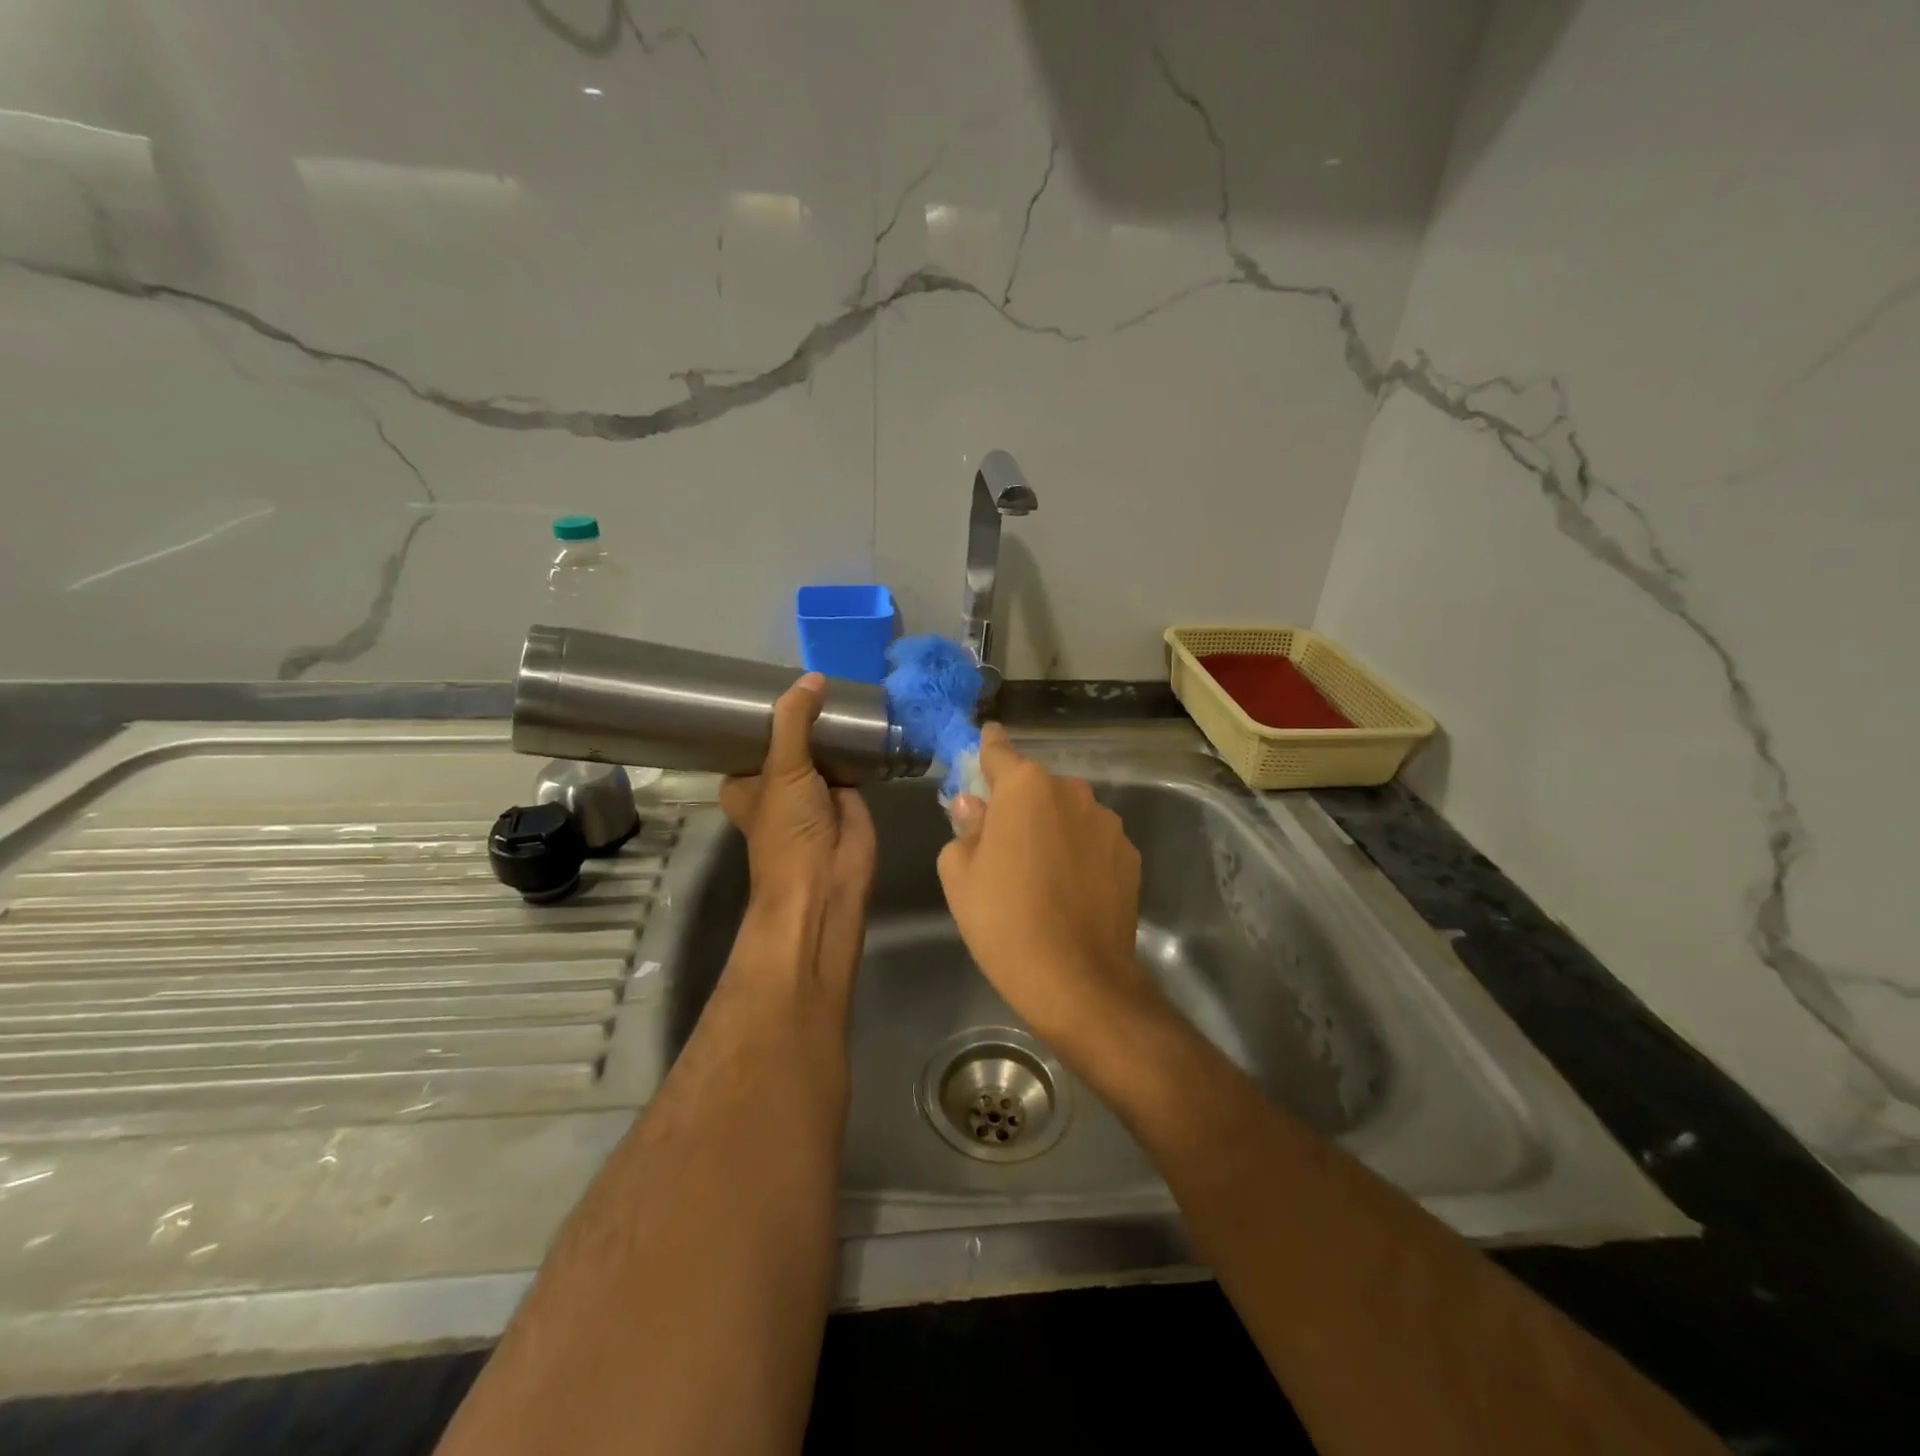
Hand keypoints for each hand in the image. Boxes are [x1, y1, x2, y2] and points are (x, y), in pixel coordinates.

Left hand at [720, 674, 875, 992]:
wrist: (828, 879)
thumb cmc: (787, 829)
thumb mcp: (782, 768)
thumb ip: (794, 720)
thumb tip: (813, 677)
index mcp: (745, 780)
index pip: (749, 735)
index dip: (760, 709)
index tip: (770, 675)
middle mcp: (776, 781)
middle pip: (788, 736)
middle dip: (800, 711)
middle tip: (813, 670)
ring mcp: (813, 786)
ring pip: (820, 745)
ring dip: (830, 724)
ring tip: (843, 683)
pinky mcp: (847, 791)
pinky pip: (851, 758)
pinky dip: (857, 741)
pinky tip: (866, 712)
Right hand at [938, 725, 1148, 1038]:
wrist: (1076, 980)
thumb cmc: (1004, 921)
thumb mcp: (960, 875)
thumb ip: (966, 828)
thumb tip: (975, 806)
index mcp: (1025, 788)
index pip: (999, 751)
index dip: (988, 746)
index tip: (986, 738)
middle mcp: (1072, 792)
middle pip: (1036, 787)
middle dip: (1019, 803)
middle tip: (1003, 843)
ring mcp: (1107, 823)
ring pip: (1068, 814)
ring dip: (1052, 828)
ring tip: (1041, 874)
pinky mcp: (1130, 855)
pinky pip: (1093, 841)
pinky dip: (1079, 853)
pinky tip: (1070, 890)